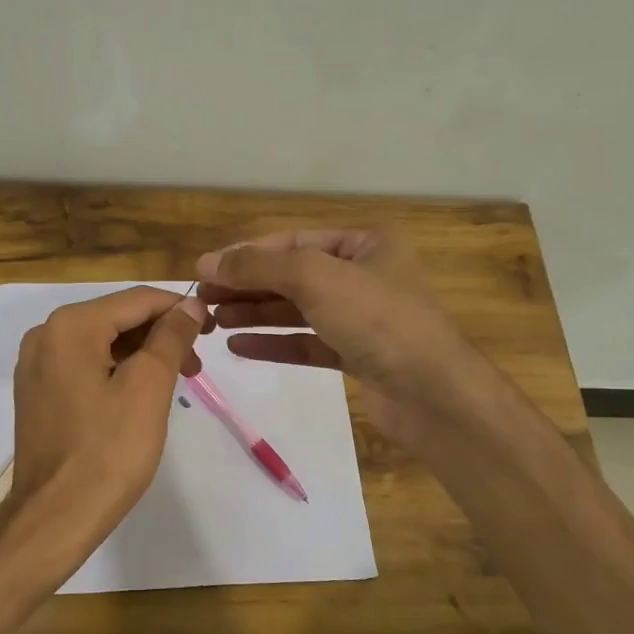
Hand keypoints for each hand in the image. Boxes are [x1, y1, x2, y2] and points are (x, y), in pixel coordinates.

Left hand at [8, 286, 209, 545]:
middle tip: (197, 364)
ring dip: (142, 355)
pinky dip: (117, 372)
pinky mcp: (37, 393)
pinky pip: (85, 366)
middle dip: (161, 335)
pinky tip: (141, 395)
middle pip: (117, 319)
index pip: (136, 299)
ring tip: (176, 381)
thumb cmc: (108, 451)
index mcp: (70, 326)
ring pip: (102, 343)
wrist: (56, 516)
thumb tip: (191, 305)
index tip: (213, 327)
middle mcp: (45, 335)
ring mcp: (36, 366)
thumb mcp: (149, 387)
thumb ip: (171, 337)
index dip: (180, 309)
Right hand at [194, 229, 490, 448]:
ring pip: (297, 310)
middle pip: (292, 276)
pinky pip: (306, 343)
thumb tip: (208, 262)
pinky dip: (273, 343)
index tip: (204, 270)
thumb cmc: (376, 318)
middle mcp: (364, 275)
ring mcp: (361, 318)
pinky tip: (238, 347)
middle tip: (203, 299)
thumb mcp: (315, 277)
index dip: (247, 254)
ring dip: (255, 314)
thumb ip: (259, 266)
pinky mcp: (356, 355)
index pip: (293, 242)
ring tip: (213, 321)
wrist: (430, 391)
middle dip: (247, 286)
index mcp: (366, 243)